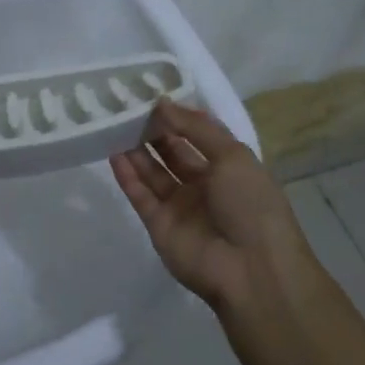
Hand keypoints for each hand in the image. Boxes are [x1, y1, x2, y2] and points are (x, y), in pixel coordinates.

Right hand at [110, 101, 312, 308]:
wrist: (251, 269)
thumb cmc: (251, 203)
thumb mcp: (232, 155)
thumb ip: (196, 128)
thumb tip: (162, 103)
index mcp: (228, 167)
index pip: (198, 136)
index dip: (178, 117)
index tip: (153, 95)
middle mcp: (203, 185)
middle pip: (172, 152)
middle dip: (153, 131)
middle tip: (127, 106)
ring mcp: (180, 206)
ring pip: (153, 172)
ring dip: (136, 150)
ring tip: (114, 123)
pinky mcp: (158, 225)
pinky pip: (140, 195)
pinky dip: (127, 175)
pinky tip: (113, 153)